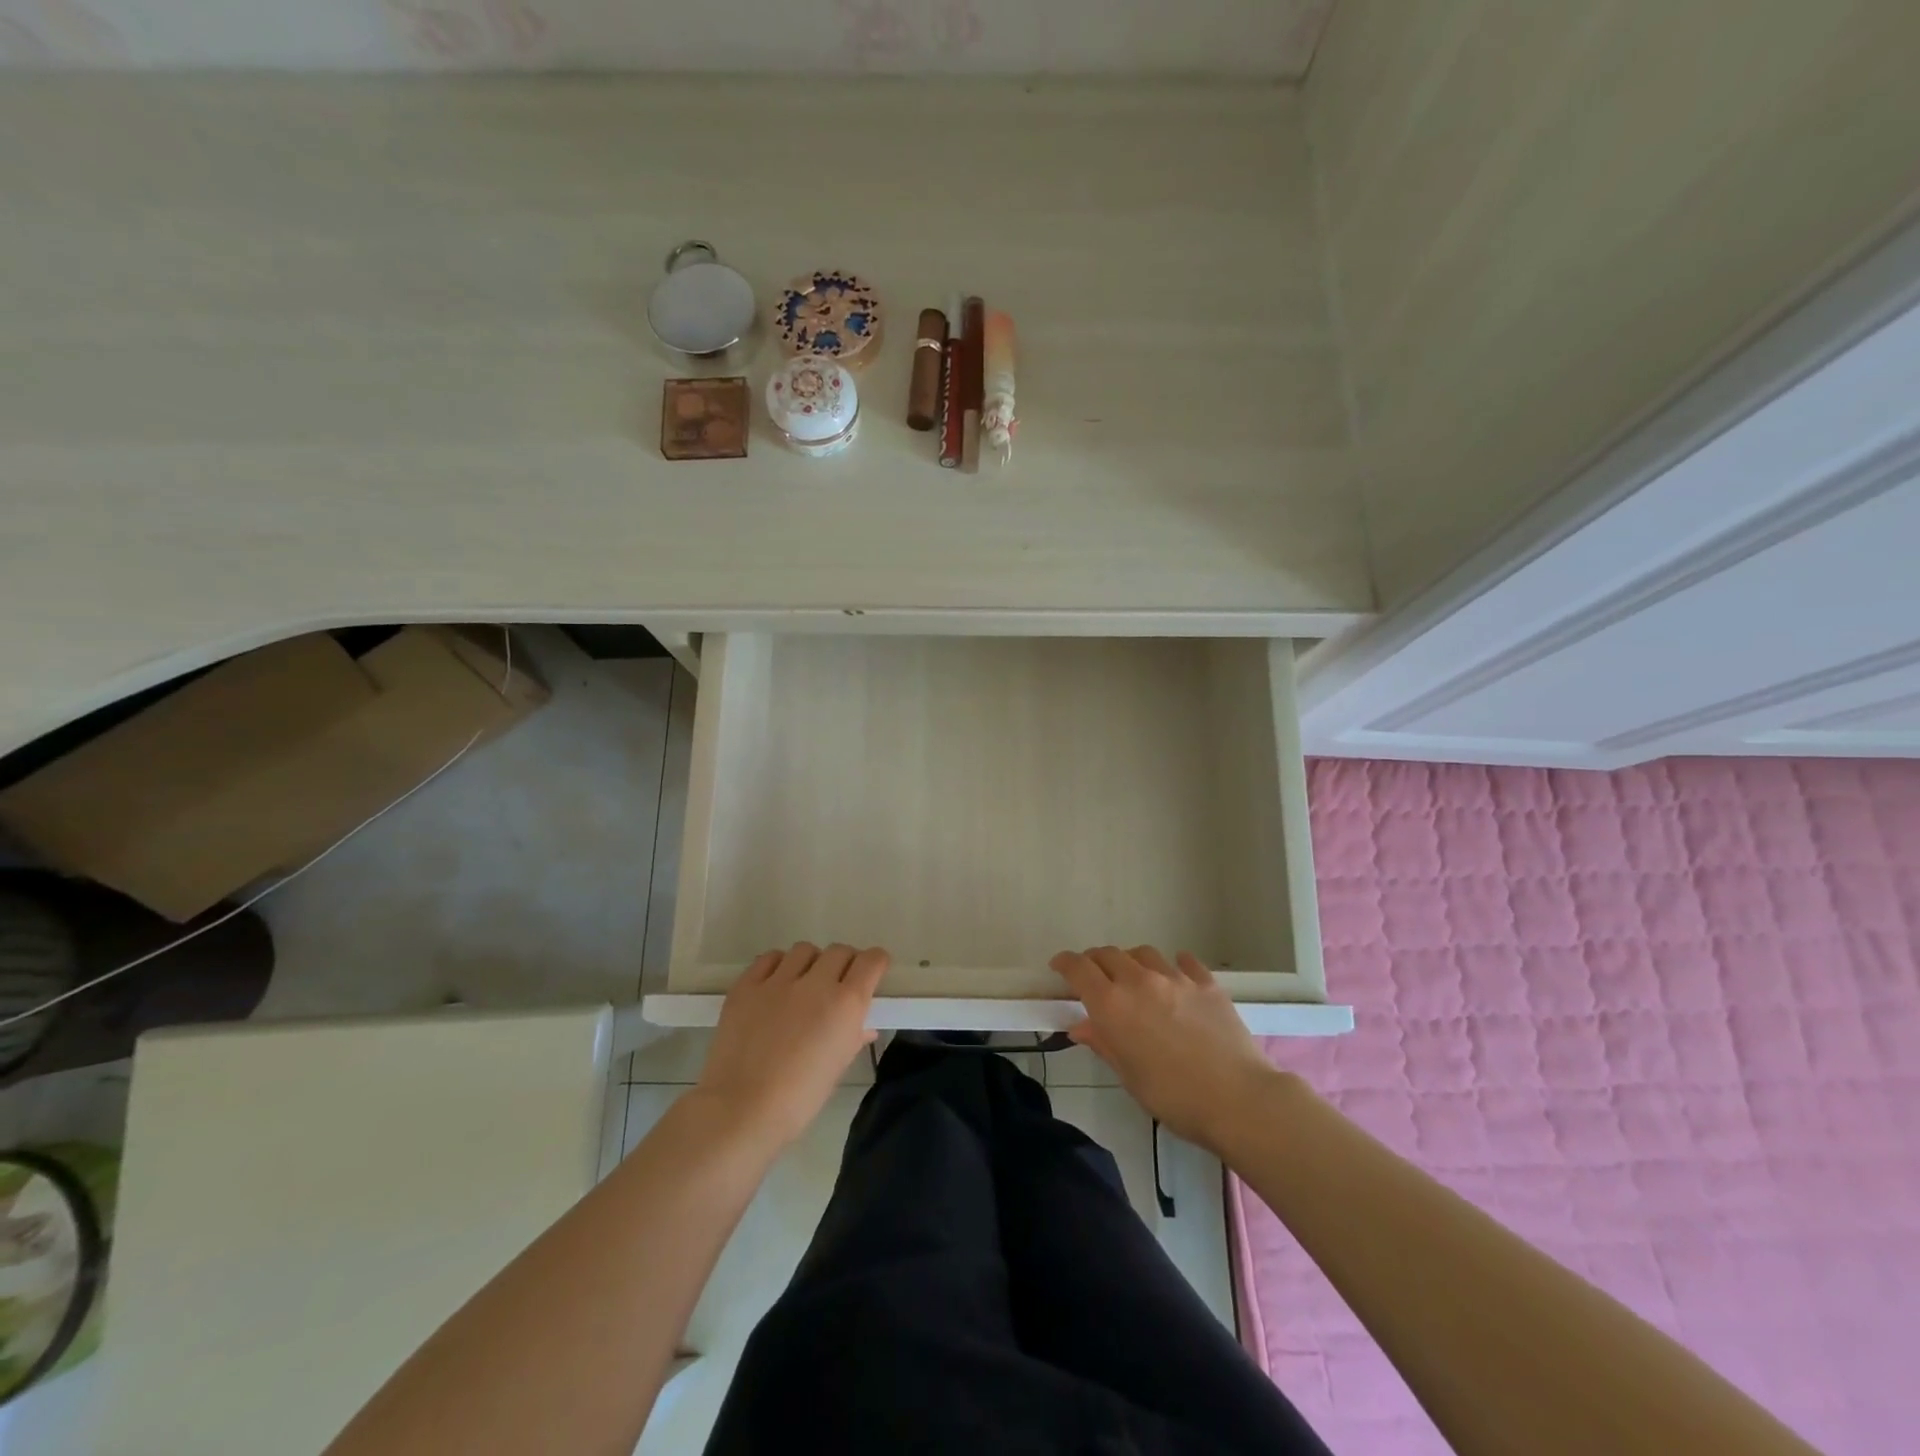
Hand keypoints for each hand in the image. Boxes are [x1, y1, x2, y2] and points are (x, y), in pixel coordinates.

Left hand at [694, 943, 888, 1148]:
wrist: (742, 1110)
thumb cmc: (799, 1098)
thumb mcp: (837, 1068)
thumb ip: (853, 1038)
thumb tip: (863, 1027)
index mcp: (846, 1004)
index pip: (871, 961)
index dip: (875, 963)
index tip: (872, 973)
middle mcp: (816, 983)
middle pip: (839, 951)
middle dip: (844, 964)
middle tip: (836, 984)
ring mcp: (778, 981)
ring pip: (804, 950)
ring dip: (811, 963)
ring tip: (803, 984)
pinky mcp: (746, 985)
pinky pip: (769, 959)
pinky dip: (778, 965)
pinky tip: (775, 985)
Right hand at [1050, 945, 1279, 1152]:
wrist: (1238, 1099)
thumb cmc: (1174, 1097)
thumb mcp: (1129, 1076)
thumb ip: (1104, 1043)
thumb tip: (1081, 1026)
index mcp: (1112, 1005)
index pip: (1079, 969)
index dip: (1065, 963)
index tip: (1059, 966)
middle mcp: (1139, 981)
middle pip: (1108, 954)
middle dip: (1095, 961)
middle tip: (1094, 976)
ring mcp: (1175, 978)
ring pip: (1143, 953)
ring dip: (1131, 961)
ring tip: (1134, 977)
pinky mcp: (1206, 983)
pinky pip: (1184, 962)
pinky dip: (1173, 964)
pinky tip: (1176, 976)